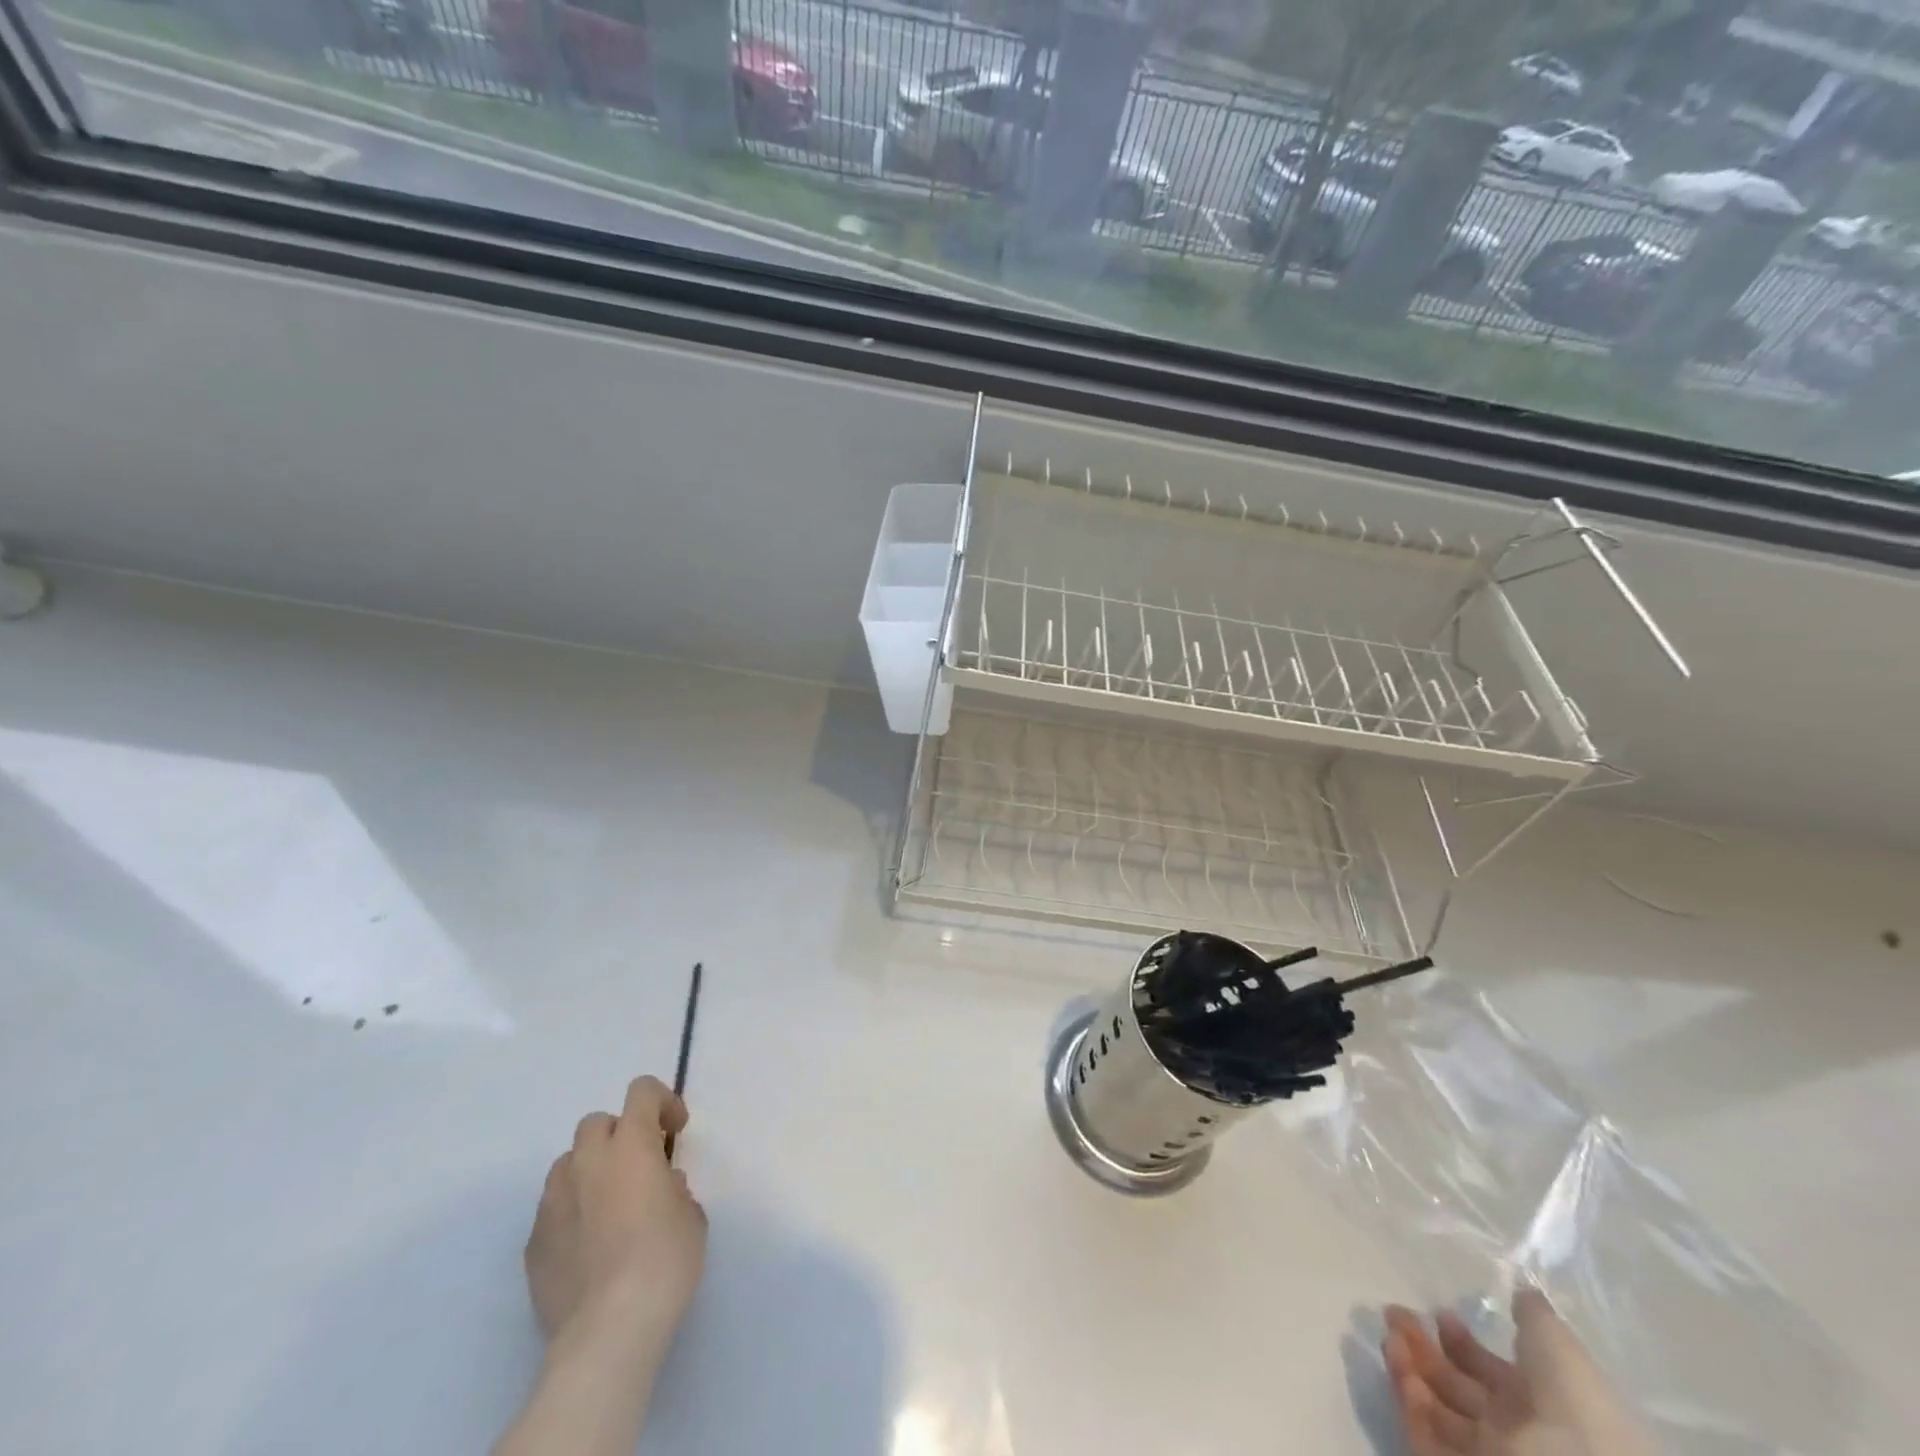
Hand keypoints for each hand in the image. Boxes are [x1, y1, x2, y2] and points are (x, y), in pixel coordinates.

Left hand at [524, 1075, 707, 1368]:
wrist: (608, 1330)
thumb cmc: (663, 1260)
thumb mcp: (691, 1214)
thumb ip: (674, 1187)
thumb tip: (661, 1187)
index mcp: (630, 1145)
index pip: (641, 1091)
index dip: (661, 1101)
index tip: (675, 1131)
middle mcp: (586, 1162)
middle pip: (596, 1123)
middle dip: (619, 1135)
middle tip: (640, 1166)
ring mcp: (553, 1203)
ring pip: (568, 1165)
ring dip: (590, 1172)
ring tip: (610, 1207)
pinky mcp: (533, 1244)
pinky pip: (553, 1210)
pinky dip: (572, 1214)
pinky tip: (589, 1248)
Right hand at [1382, 1290, 1653, 1455]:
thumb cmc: (1573, 1408)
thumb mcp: (1560, 1348)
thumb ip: (1535, 1318)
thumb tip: (1520, 1290)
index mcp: (1537, 1404)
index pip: (1490, 1371)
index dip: (1462, 1341)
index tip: (1440, 1312)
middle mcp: (1508, 1429)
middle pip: (1456, 1385)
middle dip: (1423, 1346)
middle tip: (1396, 1312)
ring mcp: (1481, 1450)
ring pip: (1434, 1405)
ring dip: (1408, 1366)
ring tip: (1391, 1334)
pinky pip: (1424, 1430)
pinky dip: (1407, 1398)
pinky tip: (1399, 1366)